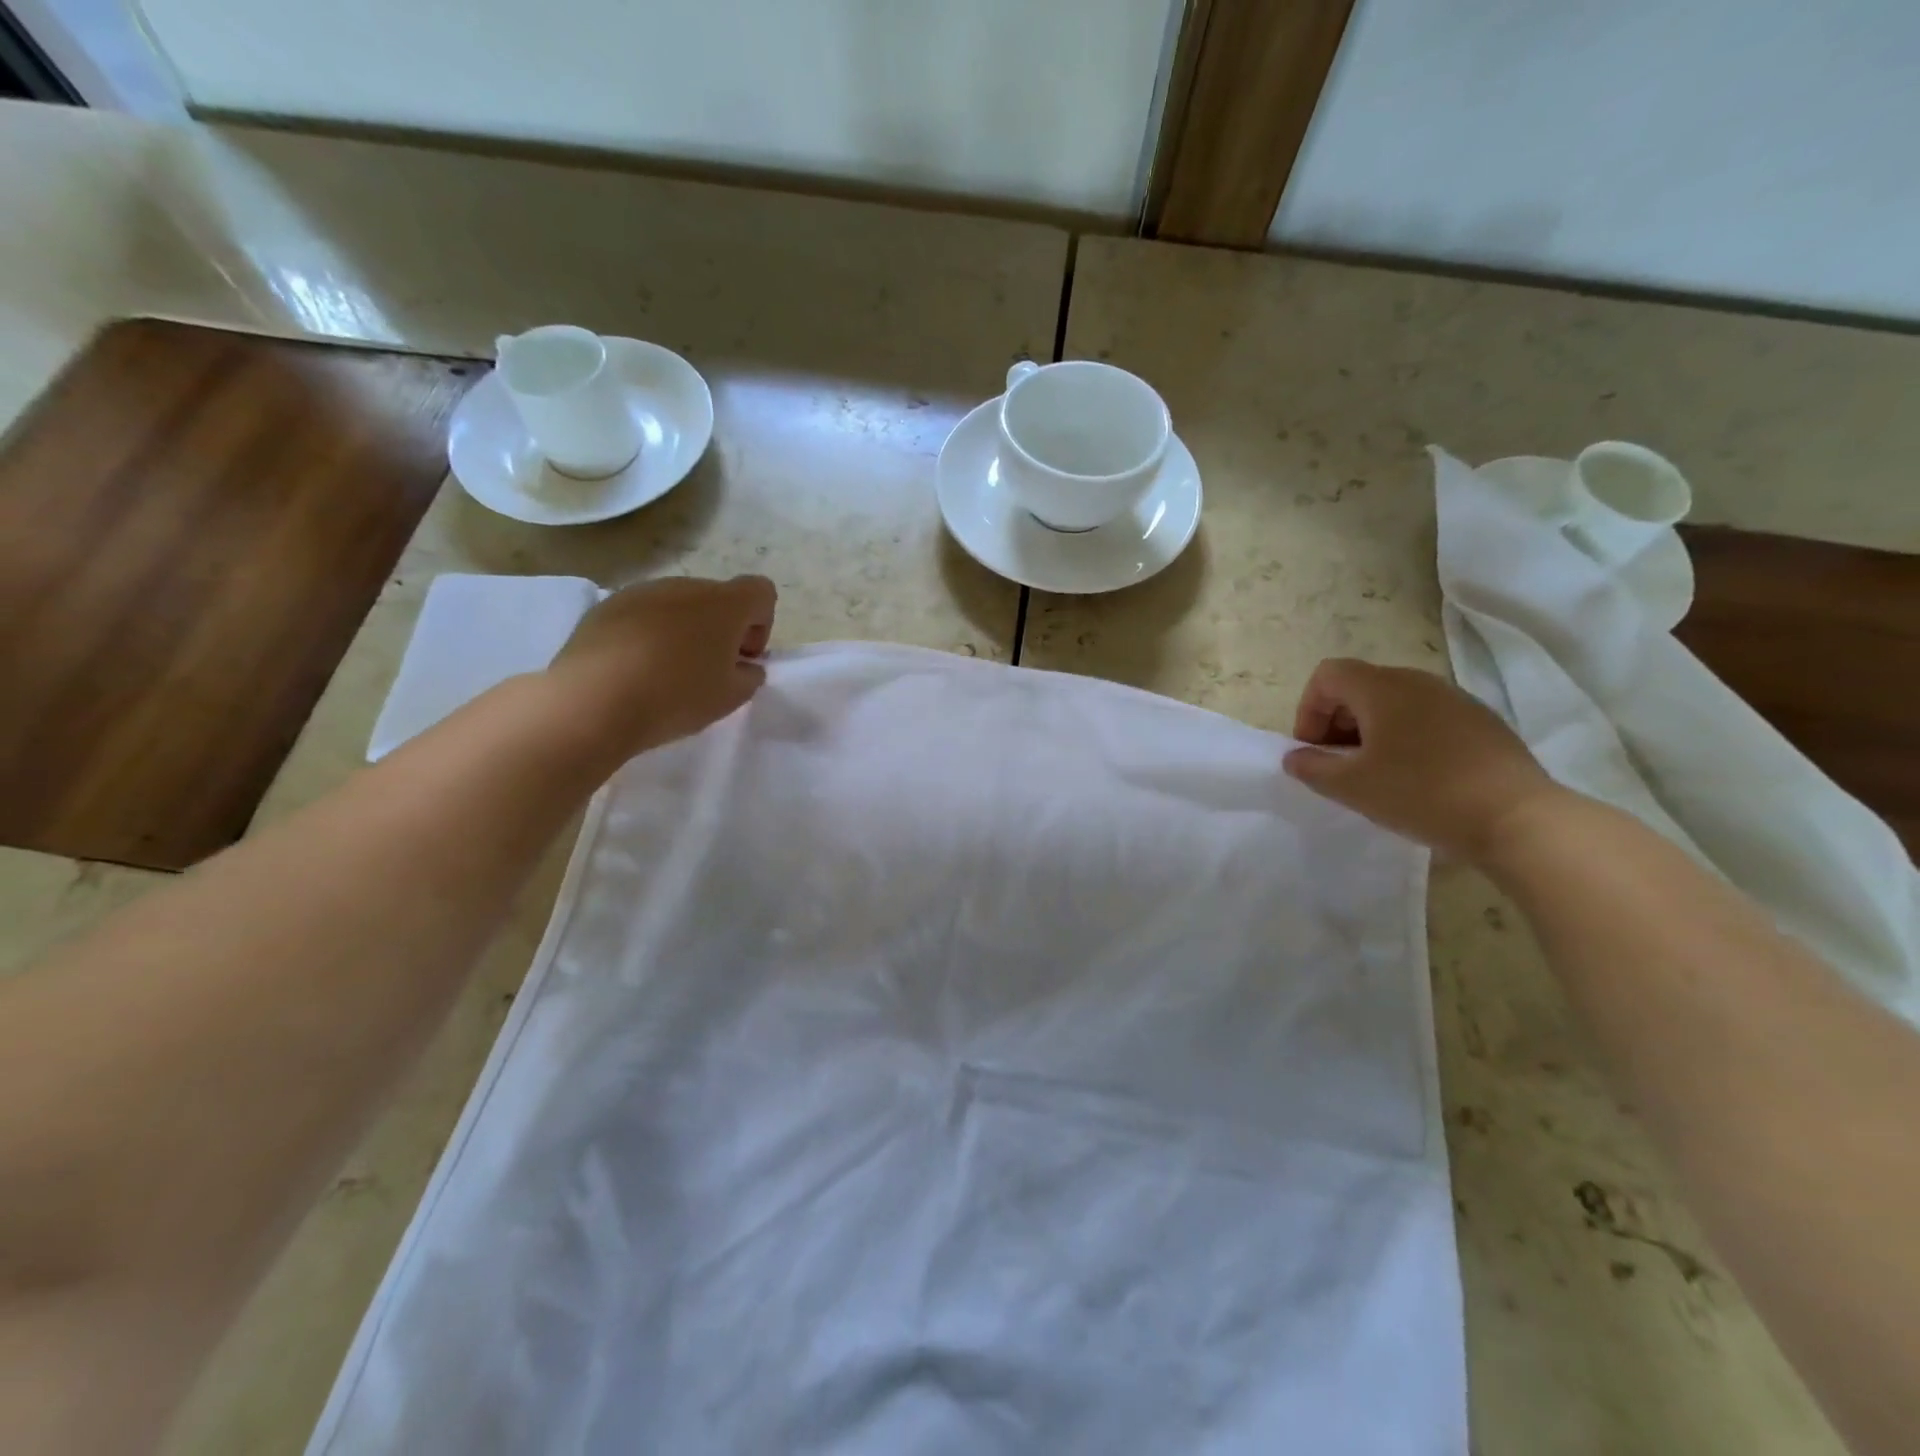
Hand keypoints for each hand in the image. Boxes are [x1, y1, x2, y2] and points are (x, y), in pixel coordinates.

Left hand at [547, 574, 776, 760]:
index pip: (761, 591)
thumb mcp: (731, 697)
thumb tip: (744, 665)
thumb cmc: (676, 696)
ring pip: (677, 606)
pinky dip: (647, 636)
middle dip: (720, 630)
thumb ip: (749, 676)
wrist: (593, 701)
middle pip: (717, 599)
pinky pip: (642, 616)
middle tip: (708, 672)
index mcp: (724, 603)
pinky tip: (634, 671)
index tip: (742, 658)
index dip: (761, 624)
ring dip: (683, 632)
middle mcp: (685, 586)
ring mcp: (641, 592)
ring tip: (666, 674)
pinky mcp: (606, 607)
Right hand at [1281, 658, 1564, 862]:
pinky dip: (1405, 739)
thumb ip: (1312, 767)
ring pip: (1394, 703)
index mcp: (1383, 688)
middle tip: (1337, 765)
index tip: (1313, 751)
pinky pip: (1426, 719)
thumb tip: (1295, 757)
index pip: (1328, 675)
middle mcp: (1418, 682)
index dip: (1308, 710)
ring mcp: (1455, 699)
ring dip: (1371, 732)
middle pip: (1360, 687)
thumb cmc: (1421, 794)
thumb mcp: (1351, 786)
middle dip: (1337, 722)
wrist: (1518, 818)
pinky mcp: (1481, 723)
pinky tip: (1415, 779)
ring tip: (1374, 774)